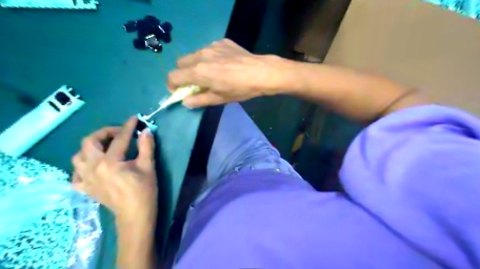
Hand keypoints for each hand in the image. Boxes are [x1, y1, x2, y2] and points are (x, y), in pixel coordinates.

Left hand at [71, 117, 157, 223]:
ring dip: (91, 147)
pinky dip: (83, 166)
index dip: (128, 127)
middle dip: (104, 133)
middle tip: (118, 133)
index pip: (119, 139)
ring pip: (78, 156)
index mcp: (110, 162)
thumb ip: (146, 146)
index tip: (134, 119)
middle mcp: (92, 168)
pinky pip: (76, 173)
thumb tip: (146, 131)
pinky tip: (94, 166)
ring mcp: (85, 179)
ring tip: (106, 147)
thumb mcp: (148, 166)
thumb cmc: (144, 190)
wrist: (135, 214)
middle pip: (90, 142)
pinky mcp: (85, 188)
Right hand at [167, 37, 290, 106]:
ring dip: (195, 65)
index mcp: (198, 72)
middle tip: (194, 83)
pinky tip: (223, 64)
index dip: (172, 86)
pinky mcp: (222, 42)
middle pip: (180, 63)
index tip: (178, 91)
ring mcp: (211, 46)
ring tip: (211, 73)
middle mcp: (200, 56)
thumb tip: (185, 102)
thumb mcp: (219, 99)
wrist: (261, 72)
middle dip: (182, 74)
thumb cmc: (240, 89)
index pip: (173, 76)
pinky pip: (209, 49)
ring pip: (194, 55)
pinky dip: (210, 58)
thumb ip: (199, 100)